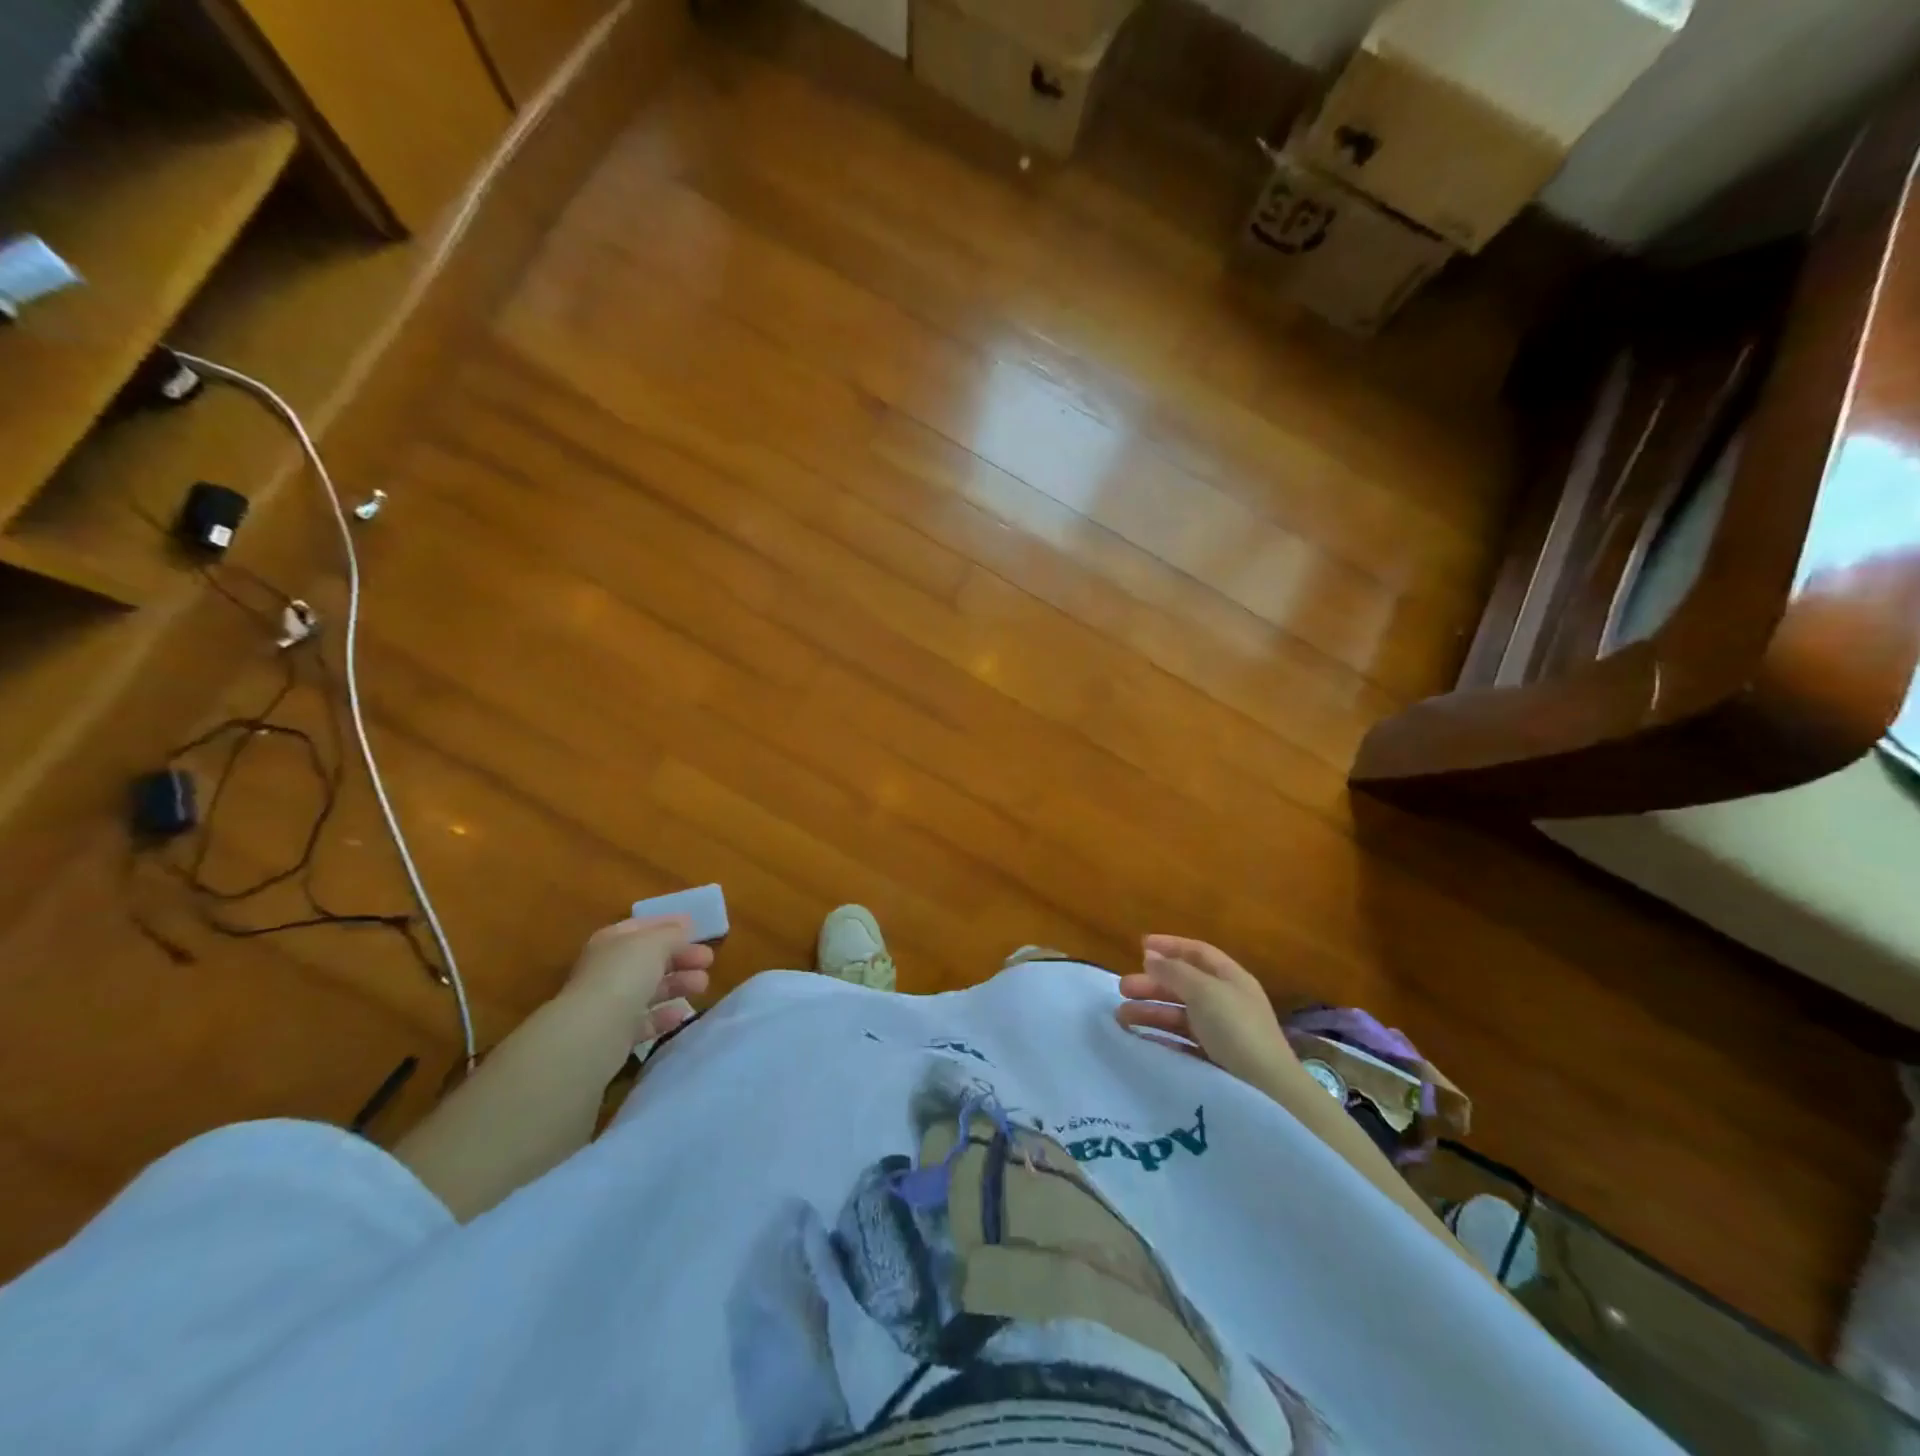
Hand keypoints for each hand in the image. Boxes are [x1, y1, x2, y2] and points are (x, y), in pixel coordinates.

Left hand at [565, 915, 712, 1041]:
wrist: (594, 1032)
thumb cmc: (624, 975)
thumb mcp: (654, 943)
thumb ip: (672, 934)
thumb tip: (684, 928)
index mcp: (612, 942)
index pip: (643, 927)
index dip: (670, 925)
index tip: (698, 927)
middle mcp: (608, 969)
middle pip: (650, 959)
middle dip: (681, 957)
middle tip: (708, 960)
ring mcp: (610, 1002)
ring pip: (651, 989)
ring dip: (679, 984)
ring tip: (703, 986)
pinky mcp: (616, 1033)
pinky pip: (646, 1019)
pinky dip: (665, 1015)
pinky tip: (682, 1013)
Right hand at [1115, 935, 1304, 1095]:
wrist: (1267, 1091)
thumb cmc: (1236, 1029)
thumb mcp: (1204, 991)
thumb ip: (1174, 972)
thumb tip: (1150, 956)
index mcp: (1231, 979)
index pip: (1198, 953)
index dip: (1170, 946)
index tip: (1139, 946)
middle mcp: (1226, 1002)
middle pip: (1184, 985)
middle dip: (1152, 984)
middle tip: (1122, 988)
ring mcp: (1221, 1032)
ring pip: (1179, 1014)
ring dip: (1150, 1011)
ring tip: (1121, 1017)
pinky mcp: (1214, 1060)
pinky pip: (1181, 1042)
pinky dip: (1160, 1037)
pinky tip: (1140, 1039)